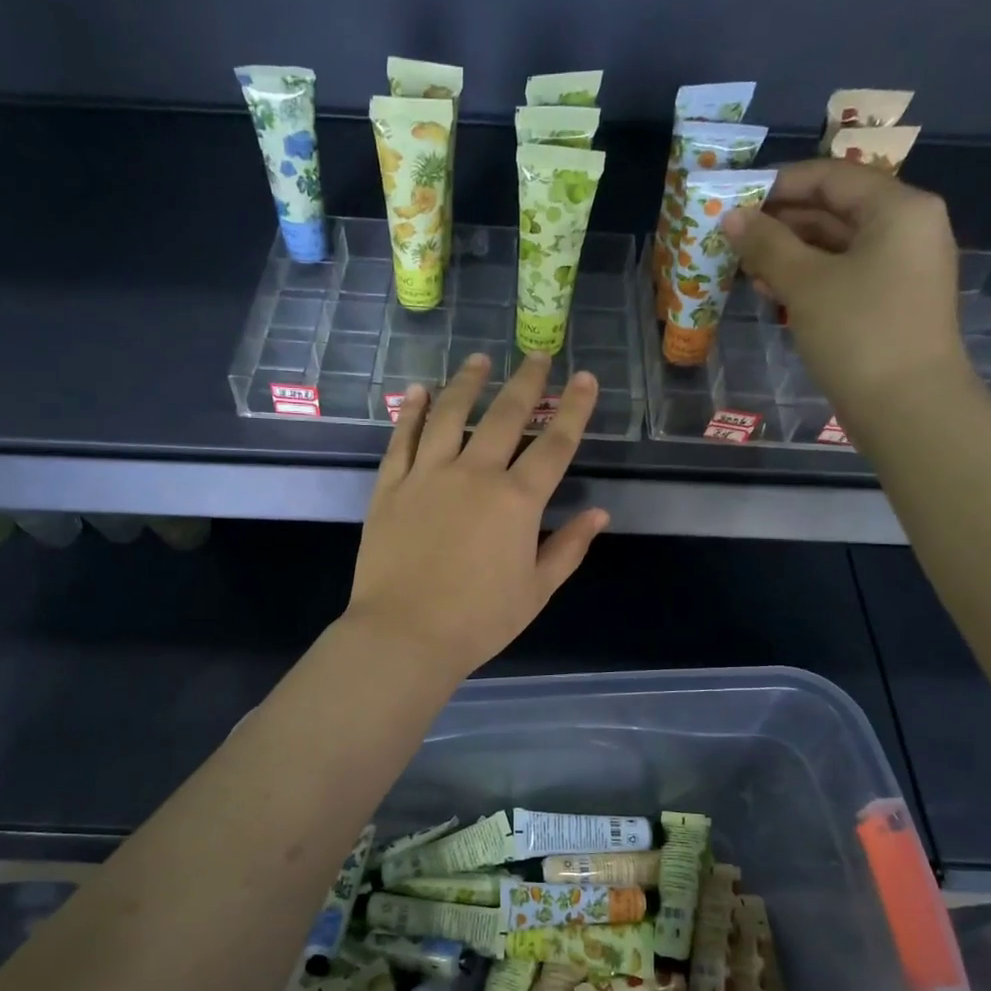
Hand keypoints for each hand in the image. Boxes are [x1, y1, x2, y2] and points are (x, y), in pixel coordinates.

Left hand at [345, 352, 608, 680]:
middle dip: (527, 382)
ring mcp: (428, 475)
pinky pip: (403, 438)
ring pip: (451, 414)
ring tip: (479, 360)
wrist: (405, 634)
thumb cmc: (479, 621)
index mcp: (517, 500)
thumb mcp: (536, 591)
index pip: (555, 444)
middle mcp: (475, 474)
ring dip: (468, 383)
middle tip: (538, 356)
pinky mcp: (391, 486)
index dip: (574, 409)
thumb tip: (599, 514)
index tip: (584, 379)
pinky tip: (420, 391)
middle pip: (506, 416)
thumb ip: (569, 548)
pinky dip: (413, 412)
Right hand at [721, 159, 969, 412]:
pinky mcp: (891, 303)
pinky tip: (774, 294)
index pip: (832, 177)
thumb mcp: (806, 284)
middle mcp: (908, 228)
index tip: (736, 201)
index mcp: (898, 208)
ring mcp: (902, 268)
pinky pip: (845, 276)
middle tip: (734, 240)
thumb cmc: (859, 333)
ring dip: (790, 255)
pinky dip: (809, 280)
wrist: (908, 406)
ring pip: (837, 246)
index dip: (780, 184)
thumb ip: (767, 245)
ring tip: (745, 269)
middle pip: (836, 210)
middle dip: (782, 224)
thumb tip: (732, 216)